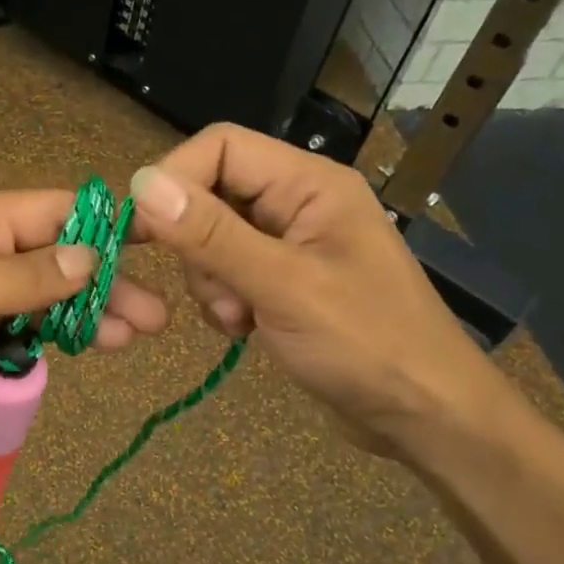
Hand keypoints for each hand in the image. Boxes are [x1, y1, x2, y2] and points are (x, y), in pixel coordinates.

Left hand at [0, 190, 168, 449]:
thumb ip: (25, 277)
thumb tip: (90, 258)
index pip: (51, 211)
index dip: (105, 227)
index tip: (158, 244)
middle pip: (47, 258)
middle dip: (100, 285)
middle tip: (153, 317)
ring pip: (30, 297)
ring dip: (76, 315)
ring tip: (129, 338)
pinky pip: (3, 328)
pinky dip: (37, 339)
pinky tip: (72, 352)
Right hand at [127, 124, 511, 459]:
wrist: (422, 415)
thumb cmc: (366, 344)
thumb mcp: (283, 287)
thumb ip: (211, 235)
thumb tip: (142, 184)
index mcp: (309, 184)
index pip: (220, 148)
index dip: (174, 179)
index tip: (140, 230)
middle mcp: (297, 204)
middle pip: (211, 194)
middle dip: (195, 245)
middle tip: (214, 291)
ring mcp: (289, 246)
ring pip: (211, 240)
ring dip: (209, 281)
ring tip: (239, 319)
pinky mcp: (282, 283)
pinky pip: (227, 274)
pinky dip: (222, 302)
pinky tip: (246, 330)